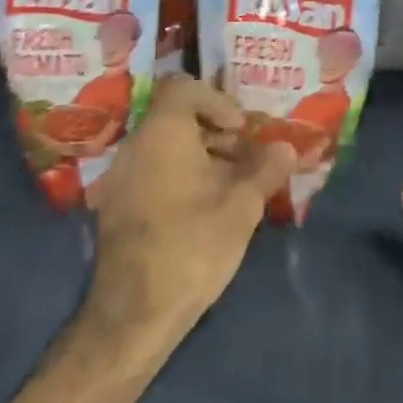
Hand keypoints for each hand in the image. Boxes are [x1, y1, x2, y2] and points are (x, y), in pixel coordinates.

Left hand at [83, 76, 296, 347]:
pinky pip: (150, 171)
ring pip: (163, 146)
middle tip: (244, 157)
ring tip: (230, 186)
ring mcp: (119, 178)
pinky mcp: (116, 207)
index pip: (182, 87)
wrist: (134, 315)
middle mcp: (135, 145)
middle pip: (174, 117)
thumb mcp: (241, 206)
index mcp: (161, 133)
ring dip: (198, 155)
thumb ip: (265, 170)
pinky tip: (202, 209)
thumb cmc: (192, 245)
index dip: (215, 100)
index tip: (239, 130)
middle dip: (213, 131)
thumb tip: (286, 148)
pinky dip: (178, 176)